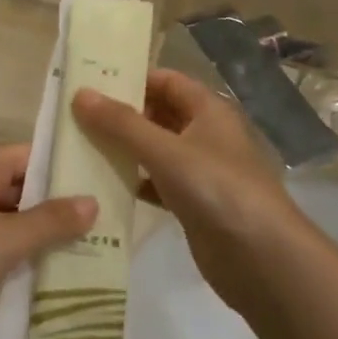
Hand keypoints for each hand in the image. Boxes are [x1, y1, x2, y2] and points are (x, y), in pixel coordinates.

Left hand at [0, 144, 94, 331]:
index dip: (67, 171)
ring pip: (9, 216)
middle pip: (22, 185)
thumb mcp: (7, 238)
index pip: (32, 155)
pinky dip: (17, 252)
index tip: (106, 188)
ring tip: (89, 251)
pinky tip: (48, 272)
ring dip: (39, 234)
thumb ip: (52, 220)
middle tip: (106, 226)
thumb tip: (94, 202)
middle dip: (58, 207)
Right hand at [73, 70, 314, 317]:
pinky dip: (133, 182)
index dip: (131, 79)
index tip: (89, 83)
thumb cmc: (217, 189)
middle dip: (121, 115)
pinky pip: (157, 184)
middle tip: (74, 116)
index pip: (166, 80)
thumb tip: (80, 93)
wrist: (263, 259)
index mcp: (208, 110)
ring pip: (155, 150)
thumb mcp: (166, 151)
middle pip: (158, 114)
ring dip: (123, 149)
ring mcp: (200, 172)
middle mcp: (205, 135)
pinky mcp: (193, 205)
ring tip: (79, 147)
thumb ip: (122, 124)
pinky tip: (103, 186)